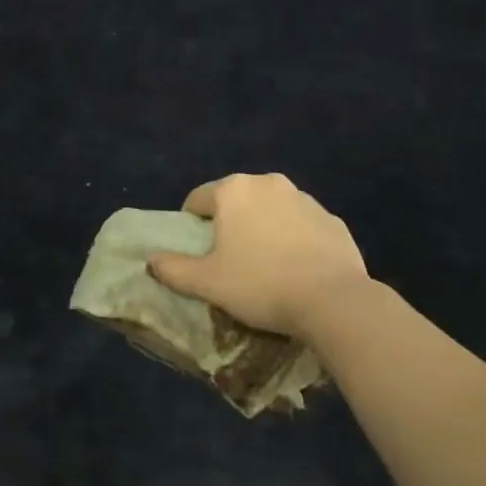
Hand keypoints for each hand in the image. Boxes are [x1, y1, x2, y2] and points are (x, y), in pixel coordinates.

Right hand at [148, 173, 369, 341]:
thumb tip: (151, 261)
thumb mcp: (207, 283)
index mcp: (233, 191)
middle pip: (236, 201)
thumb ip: (174, 269)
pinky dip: (294, 240)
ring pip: (271, 211)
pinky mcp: (333, 220)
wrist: (335, 301)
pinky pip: (302, 226)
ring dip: (263, 230)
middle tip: (229, 261)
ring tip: (265, 267)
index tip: (197, 253)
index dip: (191, 225)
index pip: (197, 199)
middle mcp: (268, 183)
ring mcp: (305, 199)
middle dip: (229, 225)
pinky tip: (297, 270)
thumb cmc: (260, 284)